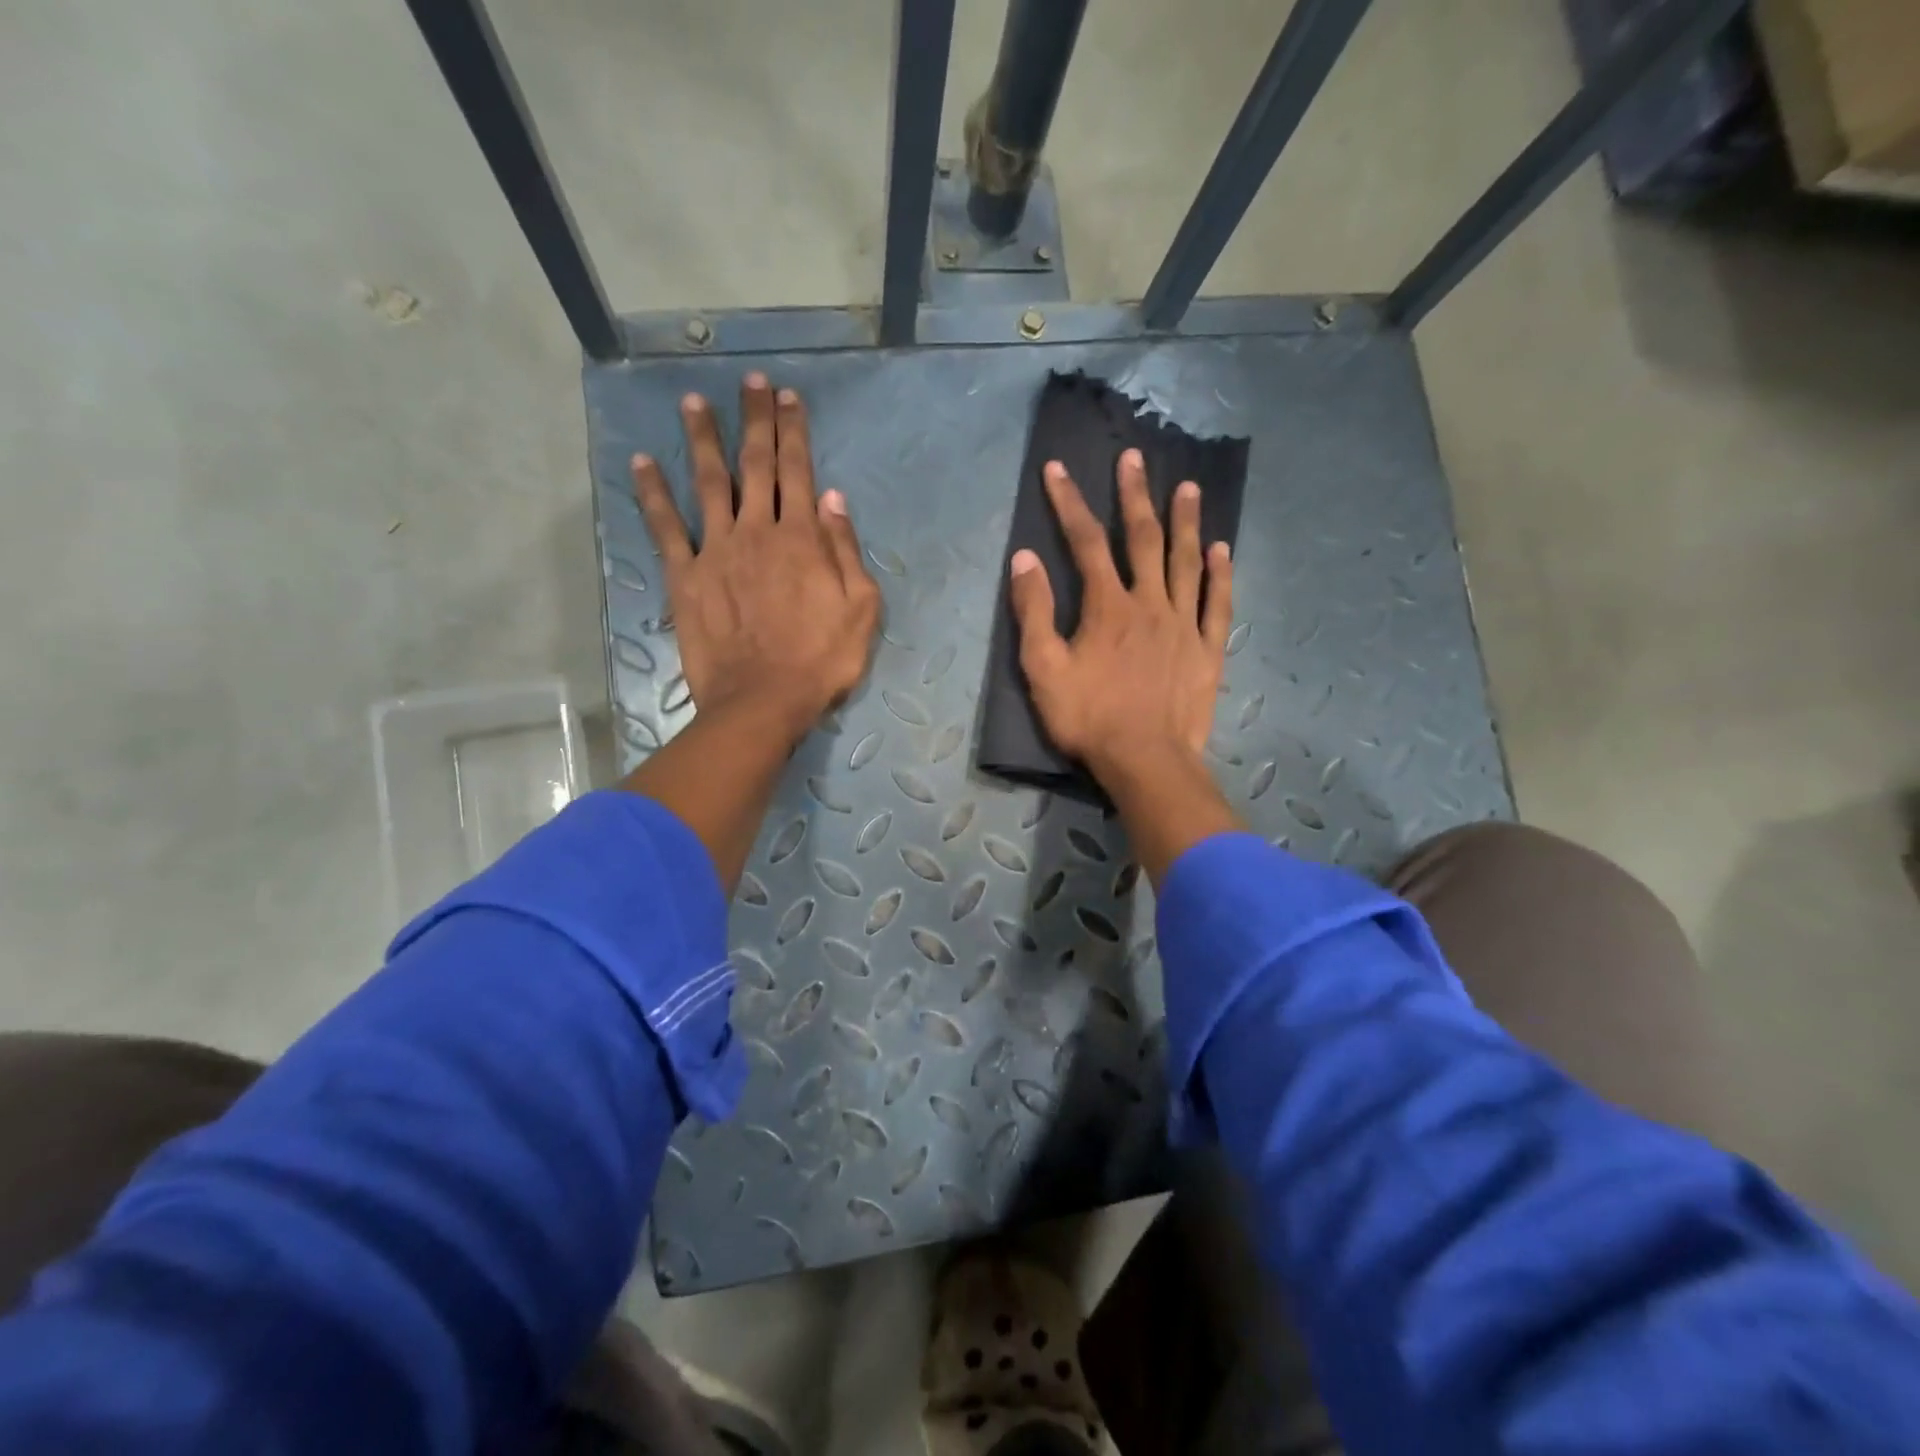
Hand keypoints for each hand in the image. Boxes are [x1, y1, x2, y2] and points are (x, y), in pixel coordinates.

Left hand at [631, 373, 880, 746]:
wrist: (762, 701)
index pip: (798, 471)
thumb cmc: (821, 661)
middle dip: (755, 420)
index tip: (788, 398)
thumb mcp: (860, 610)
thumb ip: (845, 550)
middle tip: (750, 382)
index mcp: (801, 538)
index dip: (794, 431)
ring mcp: (716, 550)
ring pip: (708, 482)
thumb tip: (833, 498)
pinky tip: (642, 463)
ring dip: (701, 439)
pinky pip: (665, 527)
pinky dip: (653, 493)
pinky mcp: (685, 576)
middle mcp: (757, 531)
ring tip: (692, 401)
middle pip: (755, 464)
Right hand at [1008, 449, 1241, 884]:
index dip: (1068, 503)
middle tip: (1134, 457)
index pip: (1084, 542)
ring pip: (1185, 561)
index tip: (1057, 469)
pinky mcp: (1208, 648)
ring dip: (1185, 521)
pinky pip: (1217, 602)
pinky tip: (1221, 548)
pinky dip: (1219, 573)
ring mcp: (1184, 623)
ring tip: (1187, 486)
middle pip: (1142, 538)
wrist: (1145, 761)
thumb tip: (1024, 559)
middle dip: (1133, 495)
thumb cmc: (1088, 719)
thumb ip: (1033, 612)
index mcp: (1107, 606)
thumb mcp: (1043, 669)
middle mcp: (1149, 602)